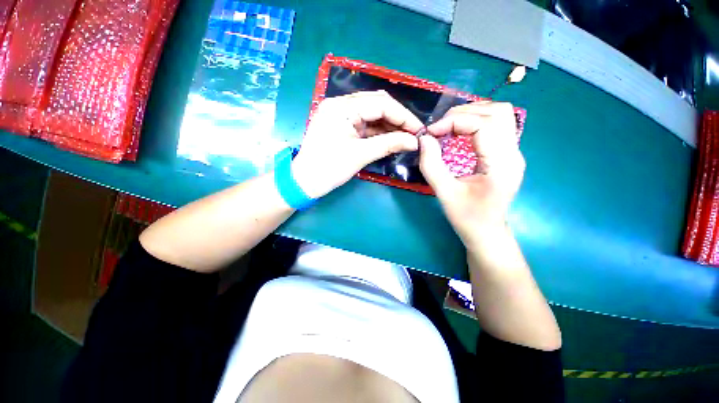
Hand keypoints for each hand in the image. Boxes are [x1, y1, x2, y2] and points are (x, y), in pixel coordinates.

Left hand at [292, 91, 422, 198]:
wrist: (305, 182)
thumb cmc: (329, 168)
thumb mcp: (360, 155)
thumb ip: (389, 144)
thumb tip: (415, 141)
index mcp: (341, 107)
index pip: (380, 103)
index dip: (403, 116)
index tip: (419, 130)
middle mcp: (340, 105)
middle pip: (377, 105)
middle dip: (397, 119)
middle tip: (414, 134)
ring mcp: (340, 115)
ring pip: (372, 114)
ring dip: (389, 125)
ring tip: (406, 137)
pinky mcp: (341, 126)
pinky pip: (364, 124)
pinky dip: (379, 131)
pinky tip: (391, 138)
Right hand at [419, 101, 524, 247]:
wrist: (486, 232)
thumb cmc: (466, 217)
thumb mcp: (444, 193)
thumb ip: (431, 165)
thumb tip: (424, 139)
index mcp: (502, 164)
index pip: (483, 124)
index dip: (454, 121)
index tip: (431, 133)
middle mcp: (514, 153)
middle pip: (497, 112)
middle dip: (464, 113)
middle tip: (440, 127)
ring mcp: (514, 153)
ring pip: (500, 115)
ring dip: (472, 114)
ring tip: (448, 126)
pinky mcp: (507, 155)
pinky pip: (497, 126)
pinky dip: (476, 122)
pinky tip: (460, 133)